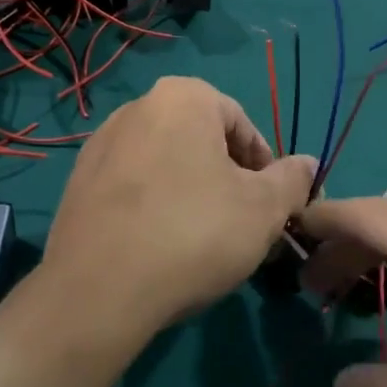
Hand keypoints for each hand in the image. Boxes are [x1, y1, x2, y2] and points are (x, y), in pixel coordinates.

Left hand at [42, 77, 317, 351]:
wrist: (98, 290)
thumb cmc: (193, 233)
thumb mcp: (264, 209)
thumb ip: (292, 179)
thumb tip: (308, 163)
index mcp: (183, 96)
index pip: (242, 125)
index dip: (265, 168)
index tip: (271, 208)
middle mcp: (138, 106)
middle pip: (202, 141)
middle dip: (228, 180)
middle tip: (241, 226)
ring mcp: (102, 143)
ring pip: (167, 164)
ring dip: (192, 193)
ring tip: (202, 241)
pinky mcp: (79, 180)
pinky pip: (133, 185)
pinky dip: (154, 206)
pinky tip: (161, 246)